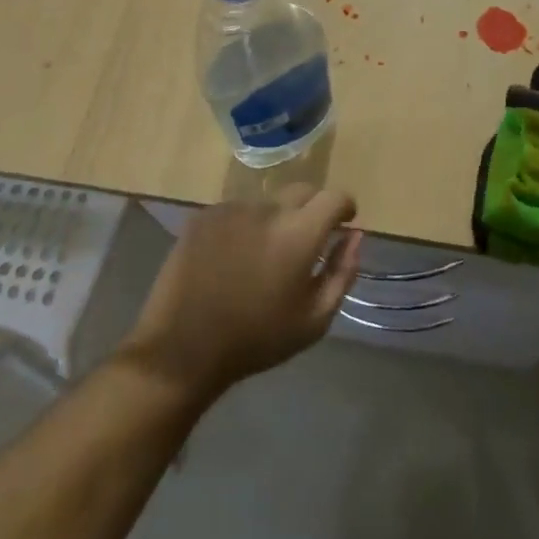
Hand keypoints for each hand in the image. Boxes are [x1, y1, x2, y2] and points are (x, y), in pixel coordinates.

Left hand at [121, 186, 362, 402]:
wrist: (183, 348)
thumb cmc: (256, 339)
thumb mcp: (314, 319)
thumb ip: (342, 272)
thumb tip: (355, 235)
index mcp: (299, 233)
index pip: (334, 197)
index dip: (344, 207)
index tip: (343, 223)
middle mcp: (267, 209)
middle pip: (302, 191)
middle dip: (313, 209)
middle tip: (305, 241)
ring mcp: (232, 208)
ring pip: (268, 201)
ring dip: (276, 218)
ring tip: (264, 254)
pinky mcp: (204, 215)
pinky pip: (237, 210)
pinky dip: (245, 225)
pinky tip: (233, 256)